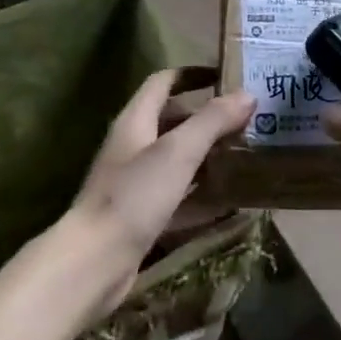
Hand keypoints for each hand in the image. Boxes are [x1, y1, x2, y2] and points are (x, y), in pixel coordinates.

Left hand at [65, 71, 252, 309]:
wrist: (92, 265)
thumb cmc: (134, 195)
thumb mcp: (178, 151)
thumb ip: (213, 120)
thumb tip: (247, 94)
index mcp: (136, 120)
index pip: (164, 82)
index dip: (193, 74)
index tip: (226, 75)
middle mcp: (134, 146)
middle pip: (174, 120)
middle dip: (209, 117)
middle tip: (248, 119)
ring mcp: (136, 183)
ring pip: (178, 160)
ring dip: (209, 156)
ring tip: (247, 154)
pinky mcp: (141, 217)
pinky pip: (179, 197)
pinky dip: (203, 195)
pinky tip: (232, 201)